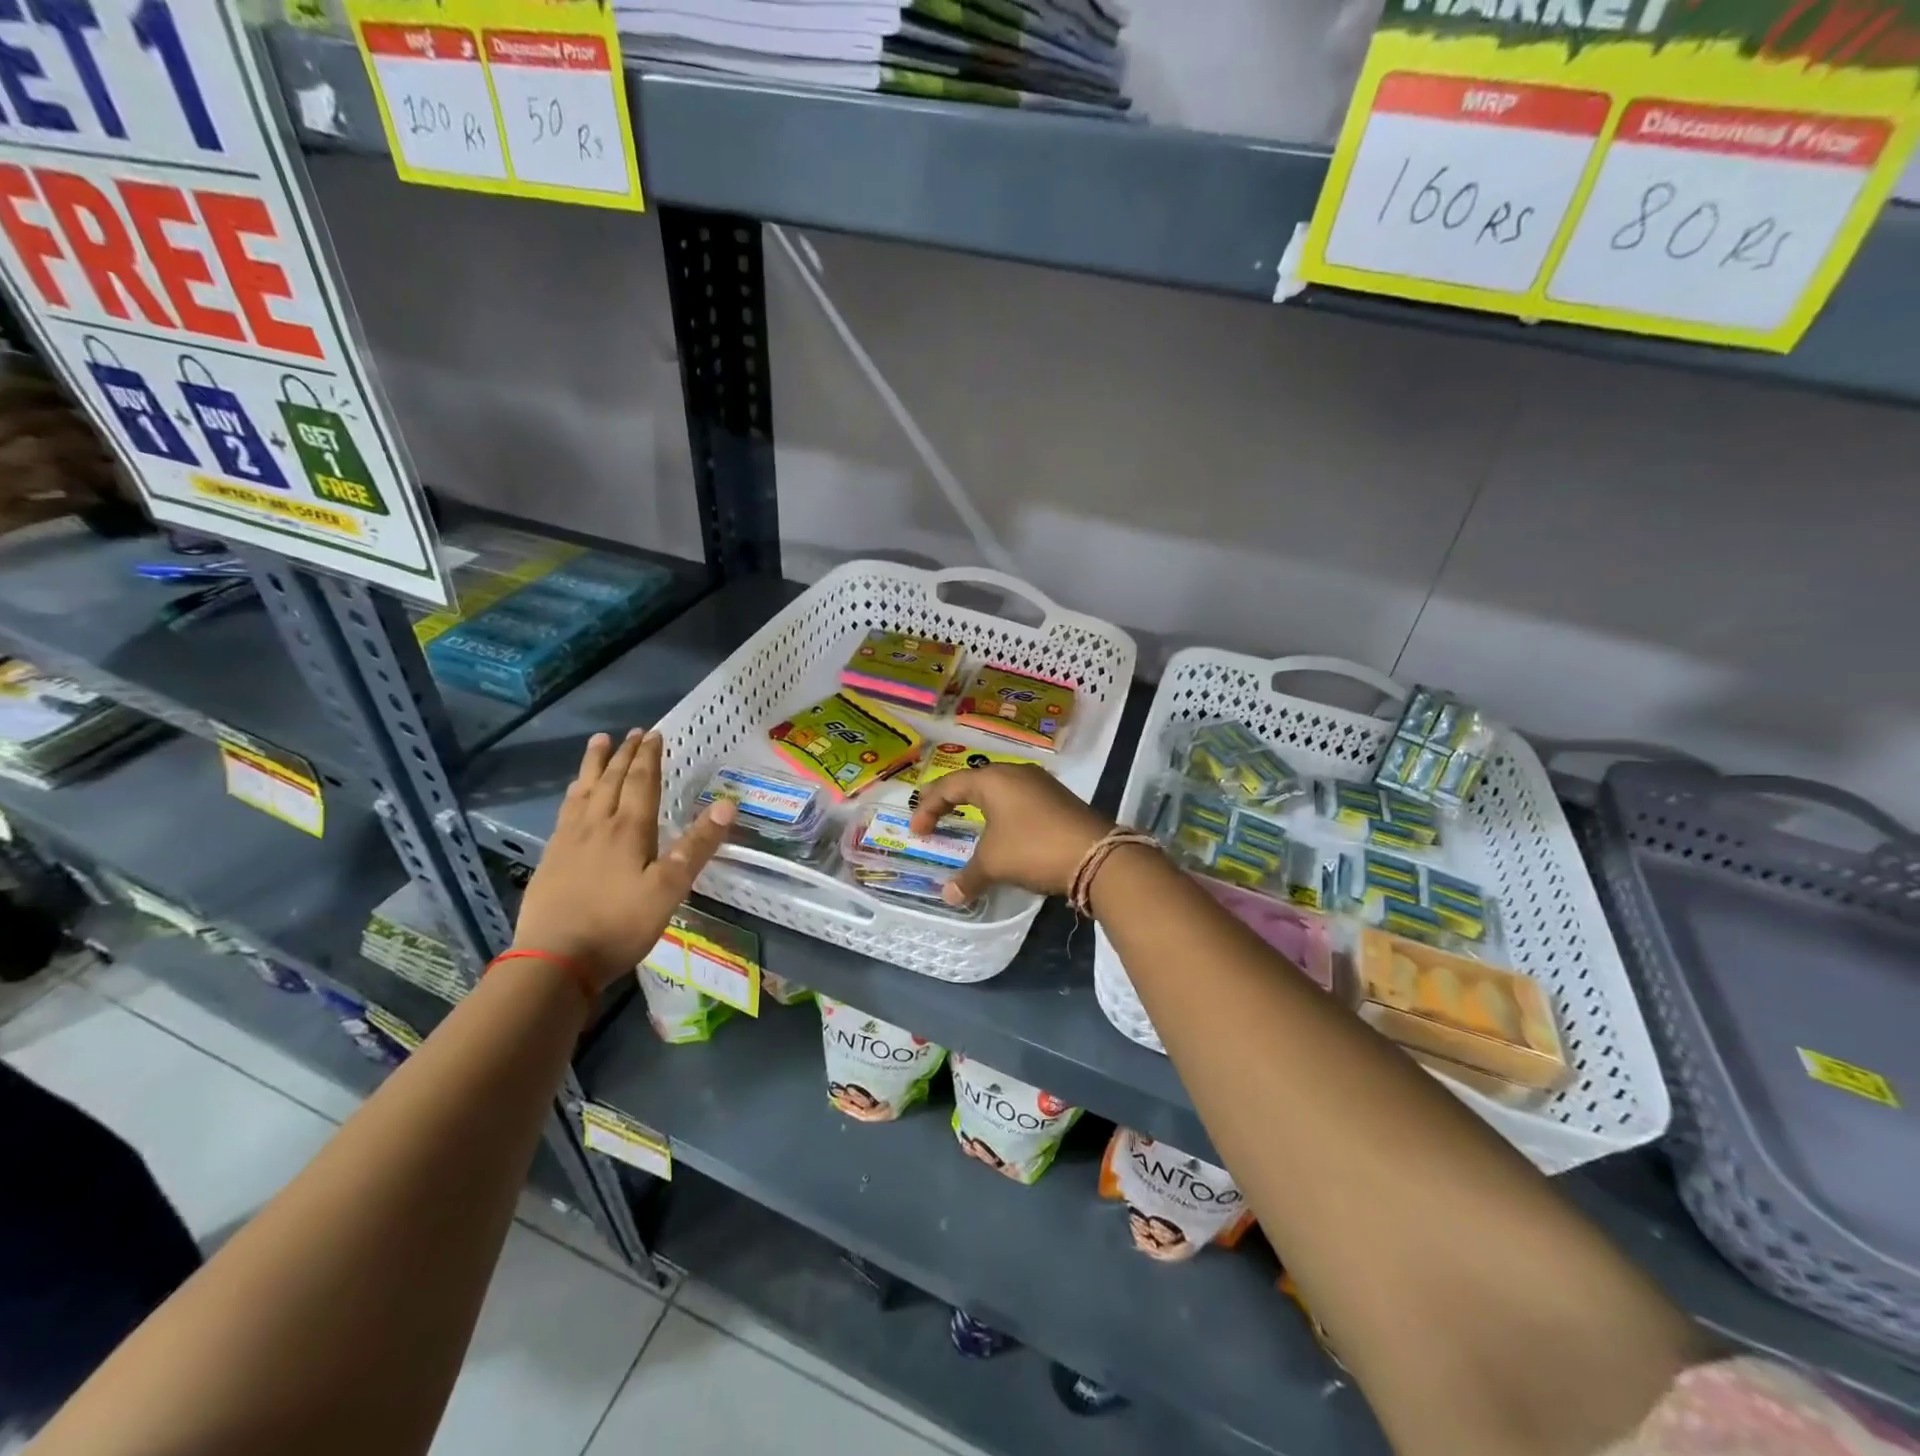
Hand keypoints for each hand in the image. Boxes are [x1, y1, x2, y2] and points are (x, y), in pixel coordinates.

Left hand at [511, 730, 735, 989]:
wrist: (554, 960)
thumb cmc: (619, 925)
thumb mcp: (669, 888)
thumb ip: (697, 846)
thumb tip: (727, 804)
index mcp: (628, 829)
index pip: (641, 783)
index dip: (649, 758)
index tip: (655, 734)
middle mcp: (597, 825)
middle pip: (610, 780)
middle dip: (624, 754)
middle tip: (632, 732)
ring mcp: (569, 841)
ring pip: (584, 791)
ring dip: (594, 765)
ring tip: (599, 743)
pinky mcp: (551, 858)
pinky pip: (566, 811)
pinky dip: (574, 793)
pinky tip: (574, 795)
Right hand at [907, 764, 1111, 905]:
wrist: (1096, 855)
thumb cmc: (1033, 848)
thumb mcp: (994, 863)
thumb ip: (968, 877)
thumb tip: (948, 896)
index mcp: (993, 779)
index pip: (949, 786)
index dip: (928, 808)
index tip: (917, 832)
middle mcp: (1015, 773)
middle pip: (974, 782)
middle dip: (952, 801)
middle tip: (936, 820)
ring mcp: (1041, 784)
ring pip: (1000, 791)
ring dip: (980, 808)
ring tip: (968, 825)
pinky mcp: (1058, 799)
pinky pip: (1019, 801)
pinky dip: (1002, 814)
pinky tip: (1003, 833)